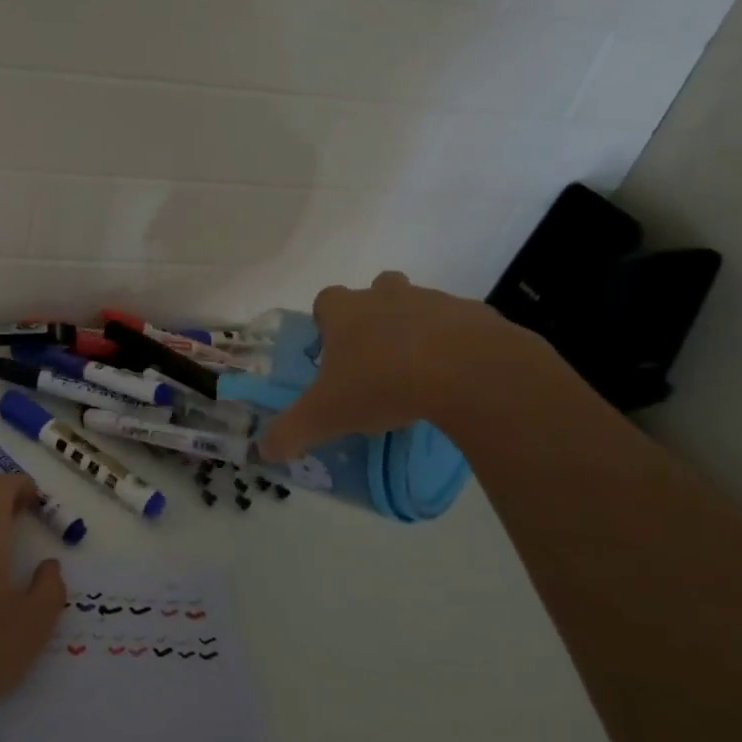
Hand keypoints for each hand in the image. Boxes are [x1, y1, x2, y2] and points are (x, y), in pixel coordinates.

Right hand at [258, 271, 530, 461]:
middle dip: (374, 316)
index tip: (332, 350)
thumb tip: (264, 451)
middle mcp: (387, 297)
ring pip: (420, 306)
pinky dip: (457, 347)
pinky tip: (457, 380)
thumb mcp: (326, 416)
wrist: (468, 372)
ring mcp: (435, 302)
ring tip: (419, 374)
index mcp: (346, 312)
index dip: (326, 322)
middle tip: (375, 357)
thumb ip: (291, 432)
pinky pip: (461, 327)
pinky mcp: (476, 316)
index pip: (327, 300)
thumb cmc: (382, 384)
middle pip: (376, 290)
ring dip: (416, 331)